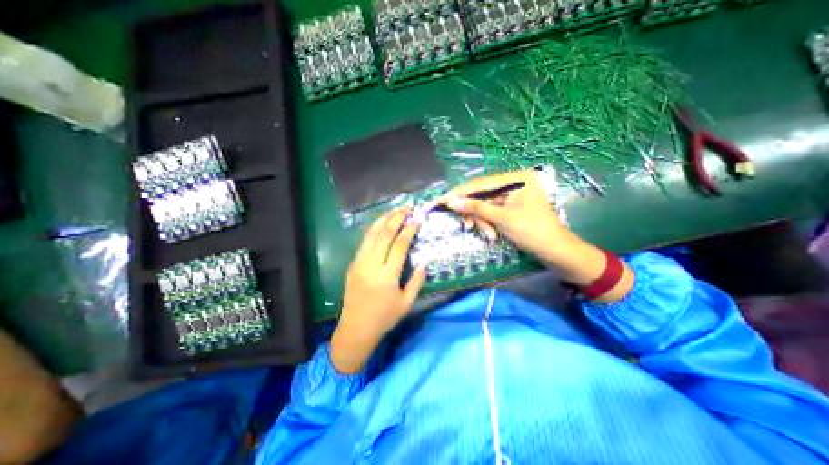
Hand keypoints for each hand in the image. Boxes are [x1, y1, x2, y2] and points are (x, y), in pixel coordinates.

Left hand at [330, 209, 426, 374]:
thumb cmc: (385, 318)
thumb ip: (417, 280)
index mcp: (387, 276)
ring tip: (394, 210)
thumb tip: (425, 260)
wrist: (355, 329)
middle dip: (396, 218)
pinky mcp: (353, 264)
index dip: (409, 230)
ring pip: (371, 234)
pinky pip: (364, 241)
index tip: (417, 219)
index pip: (399, 245)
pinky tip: (380, 224)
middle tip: (406, 208)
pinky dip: (373, 229)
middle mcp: (371, 265)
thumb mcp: (407, 302)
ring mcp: (359, 263)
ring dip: (383, 219)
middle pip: (384, 234)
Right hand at [440, 169, 563, 259]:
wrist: (556, 252)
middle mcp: (514, 183)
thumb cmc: (532, 232)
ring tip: (489, 236)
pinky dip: (489, 223)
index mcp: (516, 179)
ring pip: (486, 205)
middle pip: (482, 195)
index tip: (442, 199)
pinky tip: (492, 234)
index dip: (460, 193)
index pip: (481, 183)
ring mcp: (513, 195)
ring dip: (483, 221)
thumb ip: (475, 208)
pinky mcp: (512, 206)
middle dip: (475, 213)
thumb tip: (451, 201)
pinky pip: (493, 212)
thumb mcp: (501, 219)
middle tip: (467, 226)